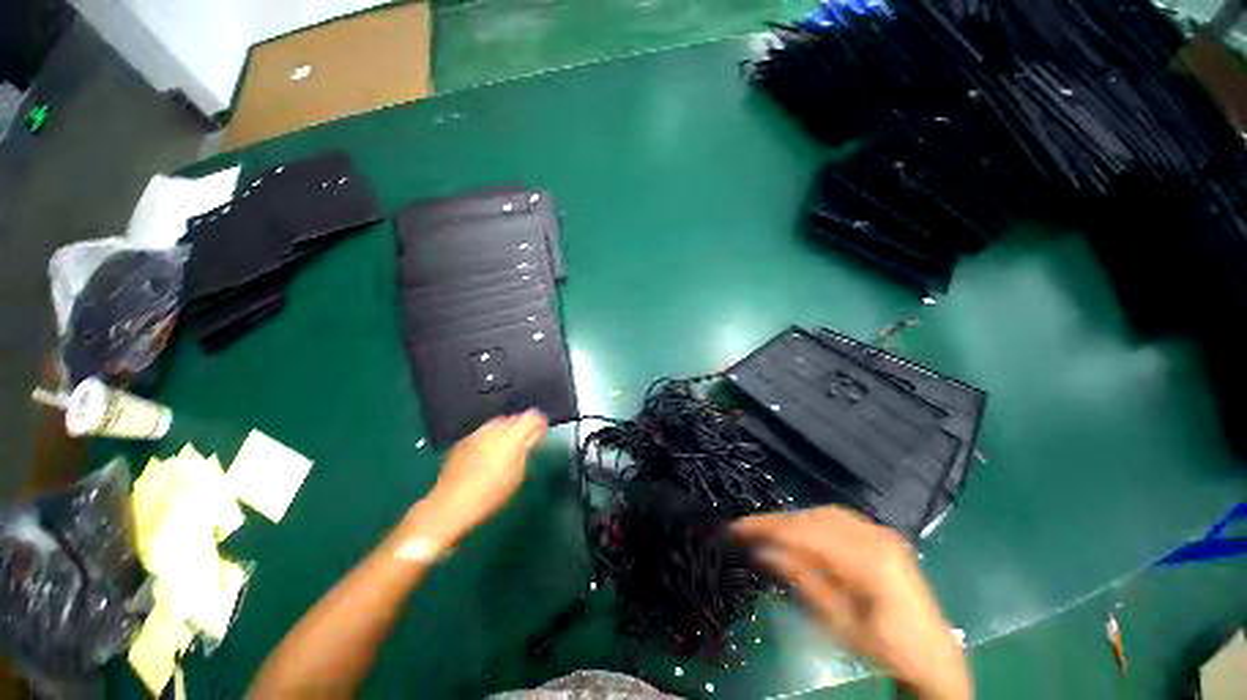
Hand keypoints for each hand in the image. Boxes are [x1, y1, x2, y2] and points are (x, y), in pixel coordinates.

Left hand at [413, 410, 547, 544]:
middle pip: (514, 418)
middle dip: (522, 426)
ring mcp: (476, 434)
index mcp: (512, 436)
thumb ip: (527, 450)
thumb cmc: (490, 494)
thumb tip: (533, 437)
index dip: (540, 421)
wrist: (450, 506)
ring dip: (506, 431)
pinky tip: (489, 455)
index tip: (543, 429)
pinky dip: (490, 438)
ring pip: (497, 424)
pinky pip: (483, 433)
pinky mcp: (463, 442)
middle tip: (527, 441)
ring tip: (508, 449)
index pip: (532, 416)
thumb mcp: (518, 474)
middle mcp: (494, 429)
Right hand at [734, 507, 970, 699]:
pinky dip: (811, 522)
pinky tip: (799, 531)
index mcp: (870, 561)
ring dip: (793, 520)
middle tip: (747, 529)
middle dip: (777, 522)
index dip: (768, 528)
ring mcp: (881, 532)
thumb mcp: (839, 624)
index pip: (806, 534)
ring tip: (768, 531)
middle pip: (813, 518)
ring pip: (823, 514)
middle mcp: (877, 536)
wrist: (934, 655)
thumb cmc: (886, 649)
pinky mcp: (881, 534)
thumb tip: (762, 551)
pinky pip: (837, 519)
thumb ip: (802, 581)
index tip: (736, 528)